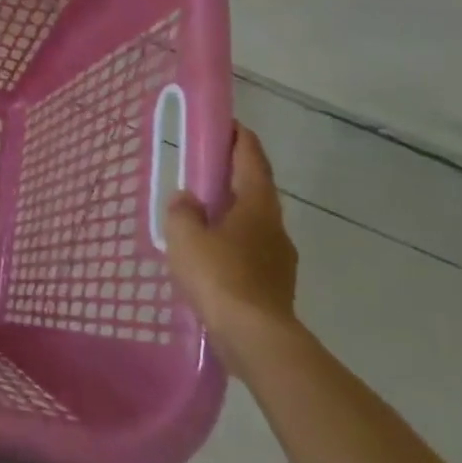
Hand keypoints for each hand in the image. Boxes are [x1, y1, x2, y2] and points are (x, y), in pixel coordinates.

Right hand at [163, 127, 298, 371]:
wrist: (257, 339)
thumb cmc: (220, 276)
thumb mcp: (184, 236)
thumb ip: (181, 211)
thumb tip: (187, 199)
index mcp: (256, 205)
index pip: (251, 159)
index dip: (240, 138)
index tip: (228, 124)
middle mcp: (274, 226)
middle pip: (256, 189)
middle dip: (235, 174)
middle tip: (208, 166)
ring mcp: (280, 258)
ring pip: (254, 222)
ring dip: (233, 210)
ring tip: (204, 213)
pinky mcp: (275, 285)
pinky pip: (251, 250)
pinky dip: (233, 241)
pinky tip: (212, 255)